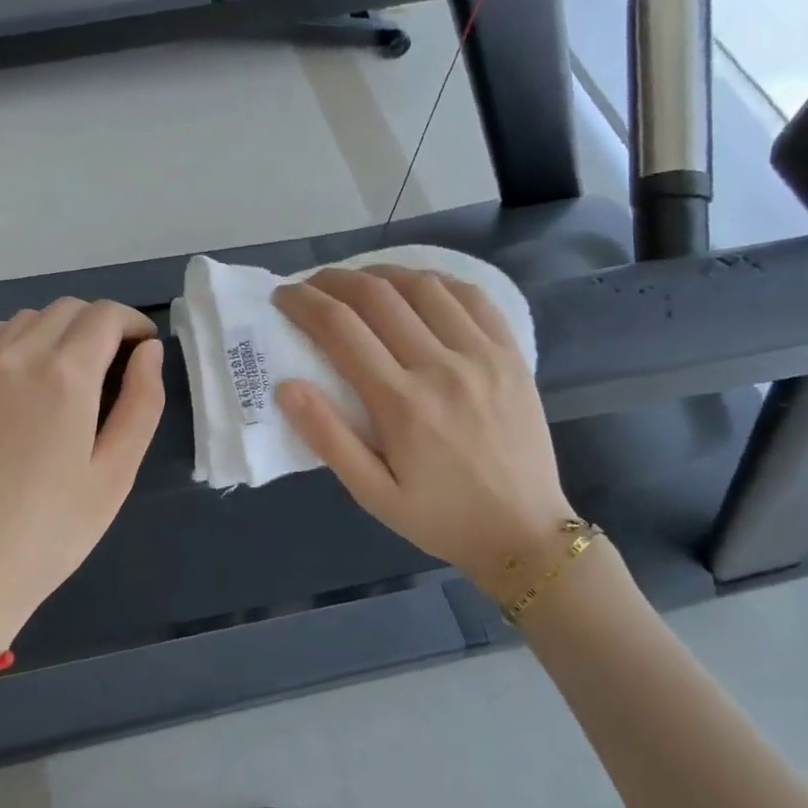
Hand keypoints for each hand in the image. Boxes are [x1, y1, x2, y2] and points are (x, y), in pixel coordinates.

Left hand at [0, 299, 164, 650]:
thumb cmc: (49, 533)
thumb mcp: (115, 475)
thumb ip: (142, 403)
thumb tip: (150, 352)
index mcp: (67, 376)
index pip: (106, 316)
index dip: (133, 323)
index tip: (145, 347)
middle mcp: (18, 354)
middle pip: (69, 309)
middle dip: (100, 326)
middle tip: (114, 365)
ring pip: (28, 318)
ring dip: (59, 330)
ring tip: (70, 373)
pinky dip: (14, 338)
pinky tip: (20, 372)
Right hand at [273, 266, 571, 595]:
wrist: (524, 533)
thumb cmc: (439, 518)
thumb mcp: (372, 494)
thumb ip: (328, 438)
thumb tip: (287, 386)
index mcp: (401, 404)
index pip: (340, 328)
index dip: (303, 303)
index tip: (282, 296)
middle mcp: (441, 367)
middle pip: (377, 295)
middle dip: (333, 280)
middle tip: (310, 285)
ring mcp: (482, 355)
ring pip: (423, 286)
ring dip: (380, 274)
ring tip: (357, 282)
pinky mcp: (510, 354)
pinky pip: (472, 296)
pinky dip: (435, 281)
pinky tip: (416, 288)